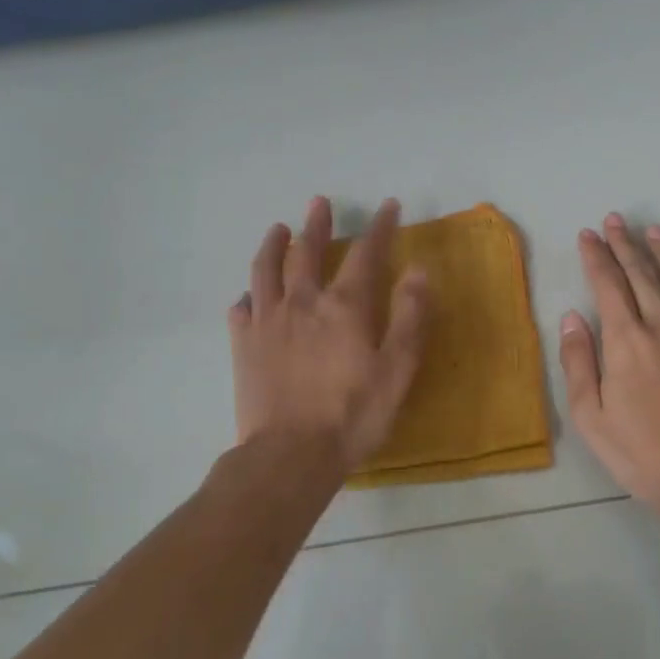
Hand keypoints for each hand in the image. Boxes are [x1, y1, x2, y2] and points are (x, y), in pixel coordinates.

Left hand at [228, 197, 429, 471]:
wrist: (290, 455)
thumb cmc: (353, 414)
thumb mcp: (397, 368)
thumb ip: (410, 316)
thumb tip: (419, 270)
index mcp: (344, 307)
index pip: (365, 254)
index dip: (380, 227)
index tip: (389, 206)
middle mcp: (303, 303)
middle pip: (307, 253)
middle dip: (316, 224)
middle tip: (319, 203)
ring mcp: (267, 323)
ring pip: (266, 271)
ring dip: (273, 246)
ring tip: (278, 229)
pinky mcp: (243, 347)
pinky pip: (241, 311)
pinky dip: (247, 296)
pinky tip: (249, 296)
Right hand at [559, 214, 659, 515]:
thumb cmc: (640, 452)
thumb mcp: (590, 416)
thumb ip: (579, 362)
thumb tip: (572, 317)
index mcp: (625, 340)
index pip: (608, 284)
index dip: (596, 256)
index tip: (588, 234)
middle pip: (641, 274)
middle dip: (626, 244)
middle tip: (616, 219)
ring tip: (654, 230)